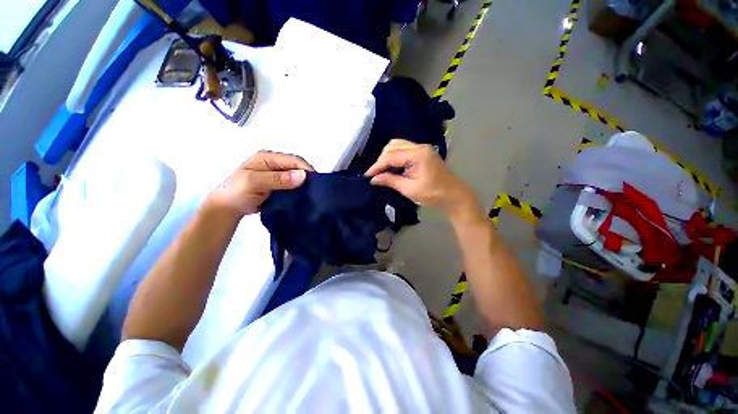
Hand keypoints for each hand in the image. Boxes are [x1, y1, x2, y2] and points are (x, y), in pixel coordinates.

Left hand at [205, 150, 313, 217]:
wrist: (227, 208)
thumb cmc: (237, 192)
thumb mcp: (255, 182)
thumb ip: (278, 179)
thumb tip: (302, 176)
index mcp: (267, 157)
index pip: (293, 159)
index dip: (306, 169)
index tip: (316, 182)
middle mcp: (274, 164)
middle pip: (296, 167)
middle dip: (307, 177)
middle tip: (316, 190)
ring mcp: (276, 175)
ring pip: (296, 177)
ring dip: (304, 184)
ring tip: (312, 194)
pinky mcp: (278, 185)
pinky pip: (293, 186)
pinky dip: (299, 190)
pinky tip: (304, 196)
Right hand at [365, 139, 479, 217]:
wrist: (454, 195)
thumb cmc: (433, 194)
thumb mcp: (409, 189)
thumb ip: (391, 181)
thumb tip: (374, 179)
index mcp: (418, 154)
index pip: (391, 156)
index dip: (377, 165)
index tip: (367, 175)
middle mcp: (419, 146)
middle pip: (393, 146)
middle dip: (382, 159)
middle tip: (376, 174)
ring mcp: (422, 148)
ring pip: (398, 145)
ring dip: (387, 156)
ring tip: (382, 171)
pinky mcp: (423, 153)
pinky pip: (404, 150)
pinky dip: (395, 157)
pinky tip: (392, 167)